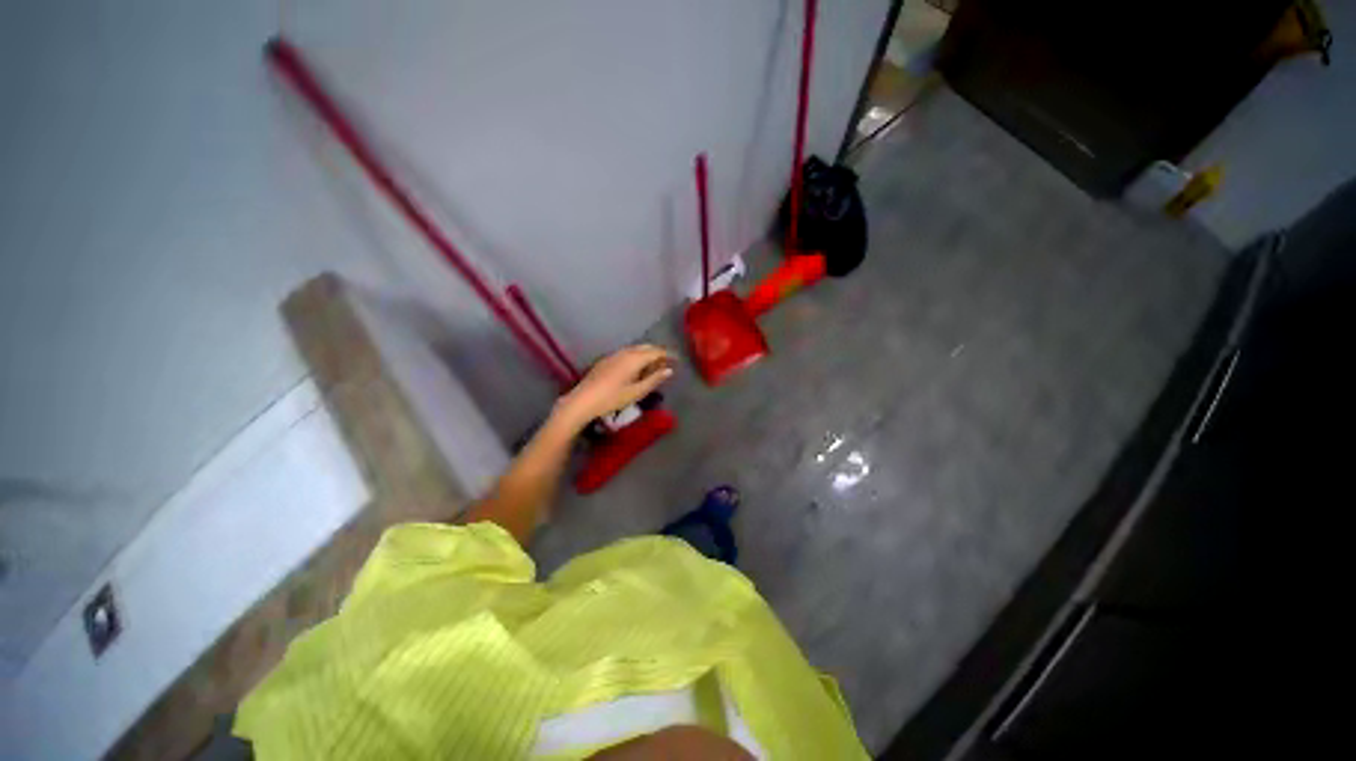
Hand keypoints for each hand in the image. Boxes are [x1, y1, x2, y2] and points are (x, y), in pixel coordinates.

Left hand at [555, 344, 674, 429]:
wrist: (583, 400)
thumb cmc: (612, 398)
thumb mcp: (637, 392)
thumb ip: (654, 379)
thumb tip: (669, 370)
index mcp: (634, 358)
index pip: (656, 351)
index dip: (668, 354)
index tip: (678, 360)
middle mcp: (625, 352)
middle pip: (646, 347)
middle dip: (658, 353)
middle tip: (667, 364)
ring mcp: (614, 355)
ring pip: (635, 350)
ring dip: (646, 355)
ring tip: (653, 367)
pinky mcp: (606, 360)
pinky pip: (626, 353)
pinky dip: (636, 357)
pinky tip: (636, 369)